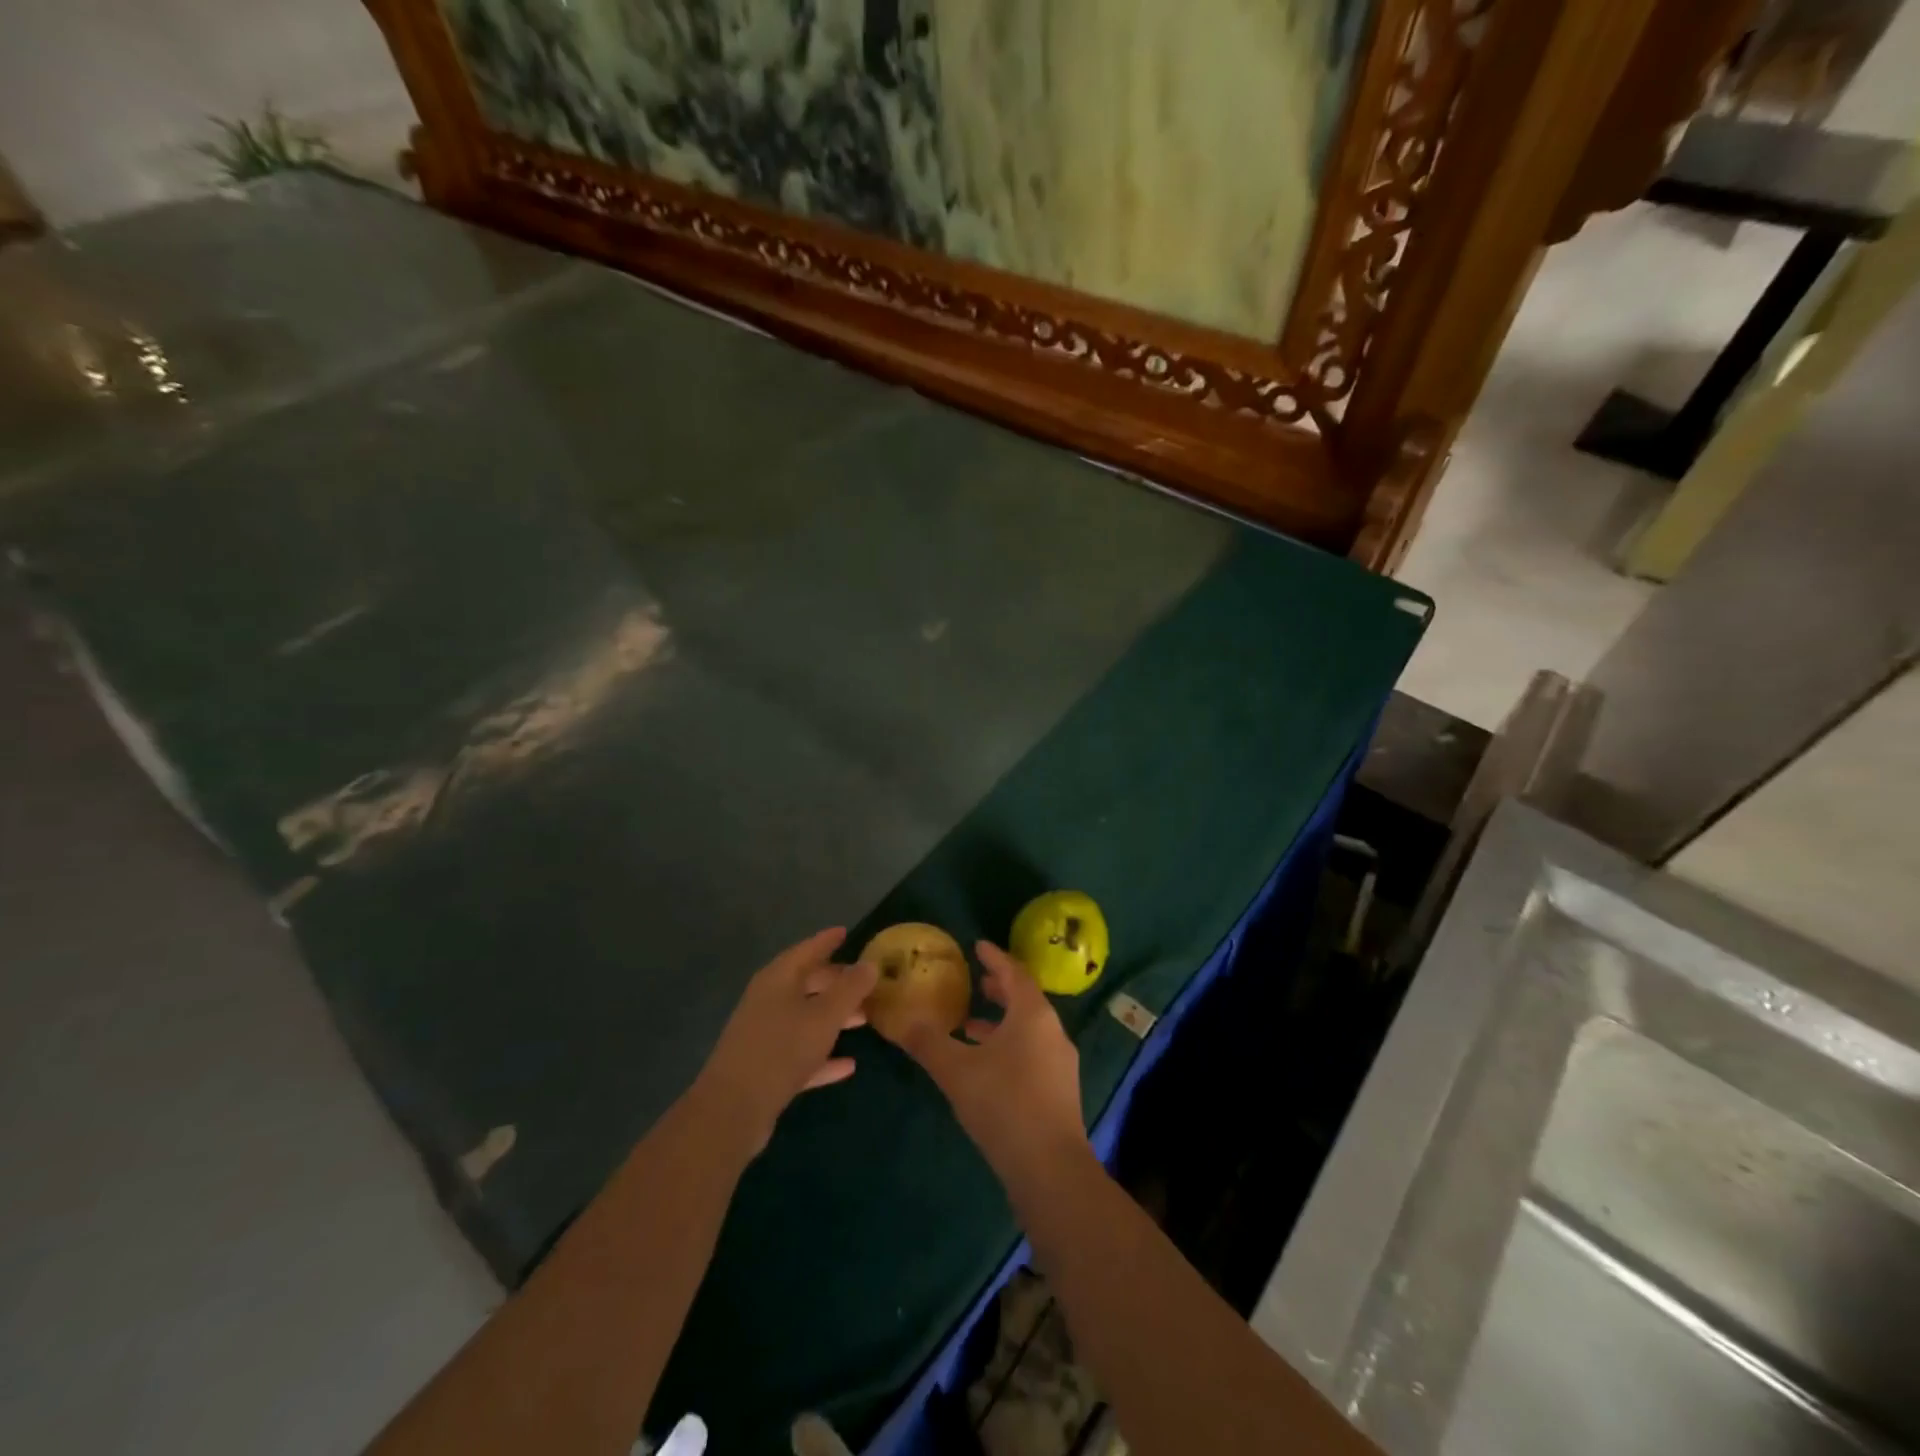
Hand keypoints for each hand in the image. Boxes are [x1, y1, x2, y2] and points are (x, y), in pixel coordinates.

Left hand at [690, 928, 878, 1152]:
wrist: (733, 1110)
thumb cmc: (782, 1049)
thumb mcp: (824, 1016)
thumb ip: (850, 989)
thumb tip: (870, 964)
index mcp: (777, 979)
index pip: (807, 950)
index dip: (827, 941)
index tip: (846, 932)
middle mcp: (768, 1001)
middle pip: (806, 983)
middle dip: (836, 982)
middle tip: (865, 982)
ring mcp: (764, 1035)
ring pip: (805, 1018)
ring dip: (833, 1017)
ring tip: (864, 1019)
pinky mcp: (765, 1068)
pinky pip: (800, 1052)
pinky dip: (822, 1055)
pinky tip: (848, 1065)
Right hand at [883, 941, 1087, 1182]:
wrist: (1050, 1169)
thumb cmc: (1003, 1105)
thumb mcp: (956, 1070)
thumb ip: (927, 1042)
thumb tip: (899, 1021)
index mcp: (1032, 1015)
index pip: (1014, 973)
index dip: (994, 957)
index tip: (977, 945)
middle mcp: (1052, 1031)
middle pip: (1024, 999)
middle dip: (999, 988)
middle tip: (975, 981)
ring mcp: (1059, 1062)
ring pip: (1028, 1028)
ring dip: (1000, 1021)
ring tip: (969, 1023)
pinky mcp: (1058, 1089)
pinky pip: (1031, 1051)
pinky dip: (1008, 1045)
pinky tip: (984, 1065)